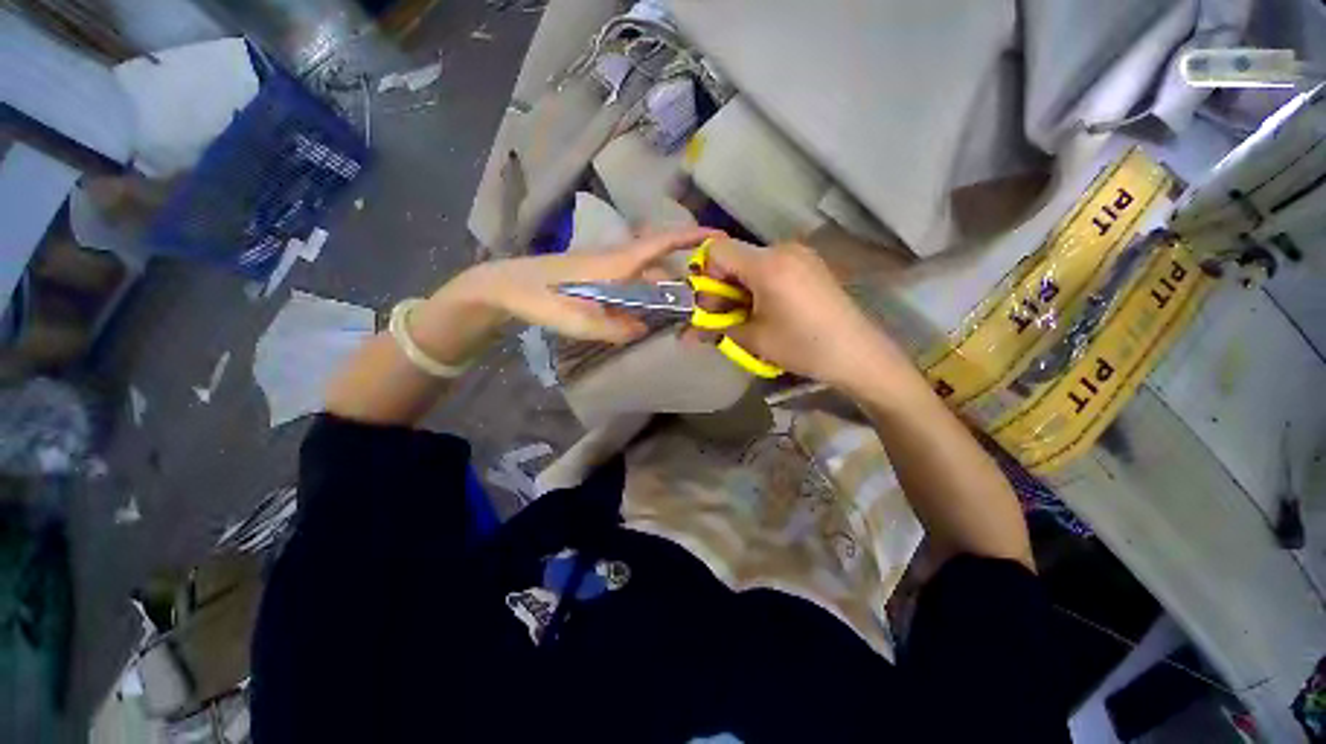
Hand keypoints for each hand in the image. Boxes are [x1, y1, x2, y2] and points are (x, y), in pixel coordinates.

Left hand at [445, 228, 719, 342]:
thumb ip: (615, 328)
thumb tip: (644, 329)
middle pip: (657, 264)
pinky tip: (641, 314)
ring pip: (643, 274)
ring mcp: (605, 266)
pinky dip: (642, 295)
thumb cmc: (540, 298)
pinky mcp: (596, 275)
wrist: (505, 286)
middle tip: (701, 299)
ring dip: (661, 289)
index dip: (691, 237)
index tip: (719, 237)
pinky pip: (629, 282)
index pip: (661, 243)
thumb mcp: (579, 321)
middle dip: (681, 277)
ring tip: (675, 312)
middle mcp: (615, 259)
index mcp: (616, 263)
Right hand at [703, 238, 914, 392]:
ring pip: (753, 262)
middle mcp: (783, 248)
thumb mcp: (752, 339)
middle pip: (736, 256)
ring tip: (750, 315)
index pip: (717, 250)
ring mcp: (801, 254)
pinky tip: (771, 309)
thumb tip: (689, 331)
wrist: (857, 353)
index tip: (712, 303)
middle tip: (726, 315)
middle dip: (723, 285)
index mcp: (766, 264)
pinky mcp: (811, 264)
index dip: (706, 275)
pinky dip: (761, 284)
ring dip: (742, 287)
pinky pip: (773, 266)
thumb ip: (716, 328)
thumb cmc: (802, 346)